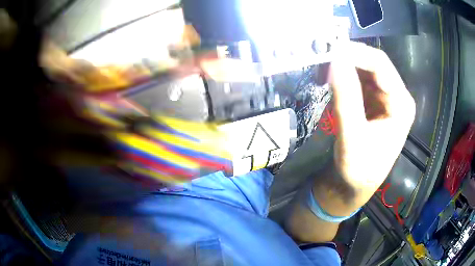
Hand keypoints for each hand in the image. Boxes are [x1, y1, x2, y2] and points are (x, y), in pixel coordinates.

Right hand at [322, 41, 415, 212]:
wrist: (354, 186)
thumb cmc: (359, 170)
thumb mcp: (353, 137)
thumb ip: (346, 98)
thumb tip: (334, 60)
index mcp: (401, 104)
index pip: (381, 65)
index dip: (355, 53)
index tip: (328, 50)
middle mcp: (396, 96)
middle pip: (373, 63)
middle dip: (348, 57)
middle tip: (321, 56)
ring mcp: (384, 97)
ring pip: (364, 69)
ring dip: (344, 65)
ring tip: (322, 67)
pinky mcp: (372, 101)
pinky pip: (358, 79)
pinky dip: (343, 75)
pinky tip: (330, 78)